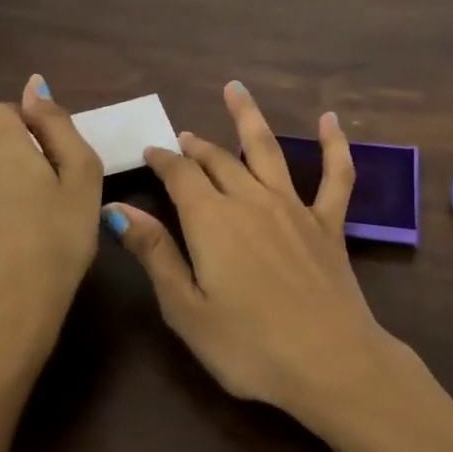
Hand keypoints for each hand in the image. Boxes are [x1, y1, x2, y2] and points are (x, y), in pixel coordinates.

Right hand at [107, 81, 397, 424]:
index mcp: (211, 220)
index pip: (180, 176)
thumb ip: (154, 253)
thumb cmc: (249, 346)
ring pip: (267, 150)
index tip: (150, 152)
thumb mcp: (186, 309)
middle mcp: (251, 200)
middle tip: (184, 139)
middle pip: (218, 161)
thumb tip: (116, 208)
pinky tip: (330, 119)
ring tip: (235, 89)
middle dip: (196, 147)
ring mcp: (294, 208)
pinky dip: (334, 144)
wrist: (330, 362)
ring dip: (248, 117)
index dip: (163, 160)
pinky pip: (336, 175)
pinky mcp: (329, 223)